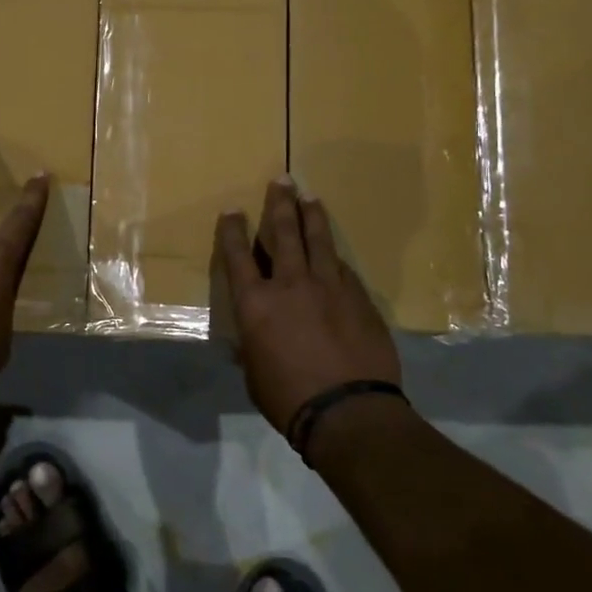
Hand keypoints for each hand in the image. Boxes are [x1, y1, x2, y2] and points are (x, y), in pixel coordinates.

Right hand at [213, 179, 401, 435]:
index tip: (232, 210)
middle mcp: (290, 285)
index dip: (233, 231)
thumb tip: (250, 343)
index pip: (238, 257)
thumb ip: (252, 348)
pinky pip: (344, 269)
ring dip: (312, 216)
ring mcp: (329, 288)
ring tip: (310, 196)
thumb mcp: (255, 374)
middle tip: (282, 180)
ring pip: (319, 241)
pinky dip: (335, 256)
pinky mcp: (359, 298)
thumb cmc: (288, 398)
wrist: (348, 411)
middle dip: (280, 204)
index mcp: (256, 304)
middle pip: (283, 234)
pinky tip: (336, 251)